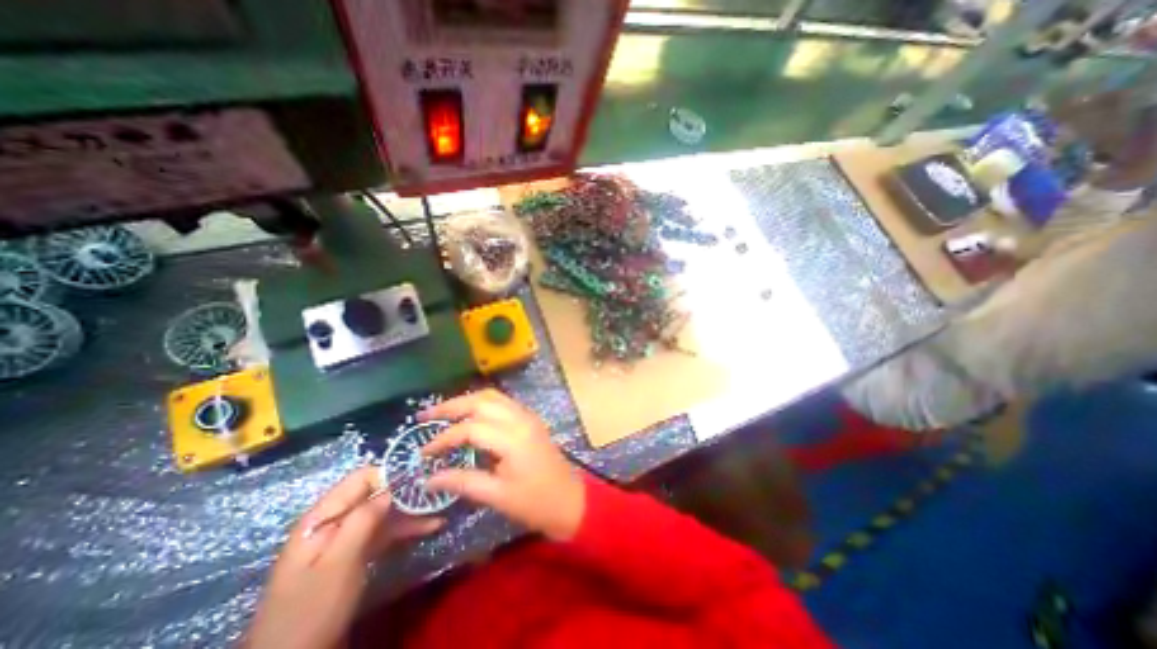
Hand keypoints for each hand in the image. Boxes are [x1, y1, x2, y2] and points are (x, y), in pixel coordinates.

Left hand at [246, 467, 440, 648]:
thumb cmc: (313, 607)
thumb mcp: (339, 562)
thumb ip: (363, 519)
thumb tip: (391, 488)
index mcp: (323, 516)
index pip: (361, 478)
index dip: (391, 473)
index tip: (420, 476)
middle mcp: (336, 521)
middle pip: (376, 494)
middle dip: (406, 492)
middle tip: (438, 490)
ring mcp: (346, 539)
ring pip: (384, 513)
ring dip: (411, 511)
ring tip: (441, 507)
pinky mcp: (355, 554)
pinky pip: (383, 532)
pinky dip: (405, 529)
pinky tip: (430, 526)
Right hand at [421, 391, 582, 542]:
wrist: (570, 500)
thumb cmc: (535, 502)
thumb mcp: (497, 496)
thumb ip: (463, 482)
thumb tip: (429, 478)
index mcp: (513, 438)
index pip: (470, 428)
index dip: (443, 438)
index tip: (423, 453)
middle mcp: (520, 419)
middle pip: (482, 401)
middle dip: (452, 405)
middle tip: (426, 415)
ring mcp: (527, 416)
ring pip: (493, 397)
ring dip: (467, 401)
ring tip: (443, 413)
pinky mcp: (530, 419)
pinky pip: (503, 402)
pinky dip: (482, 404)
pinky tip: (469, 415)